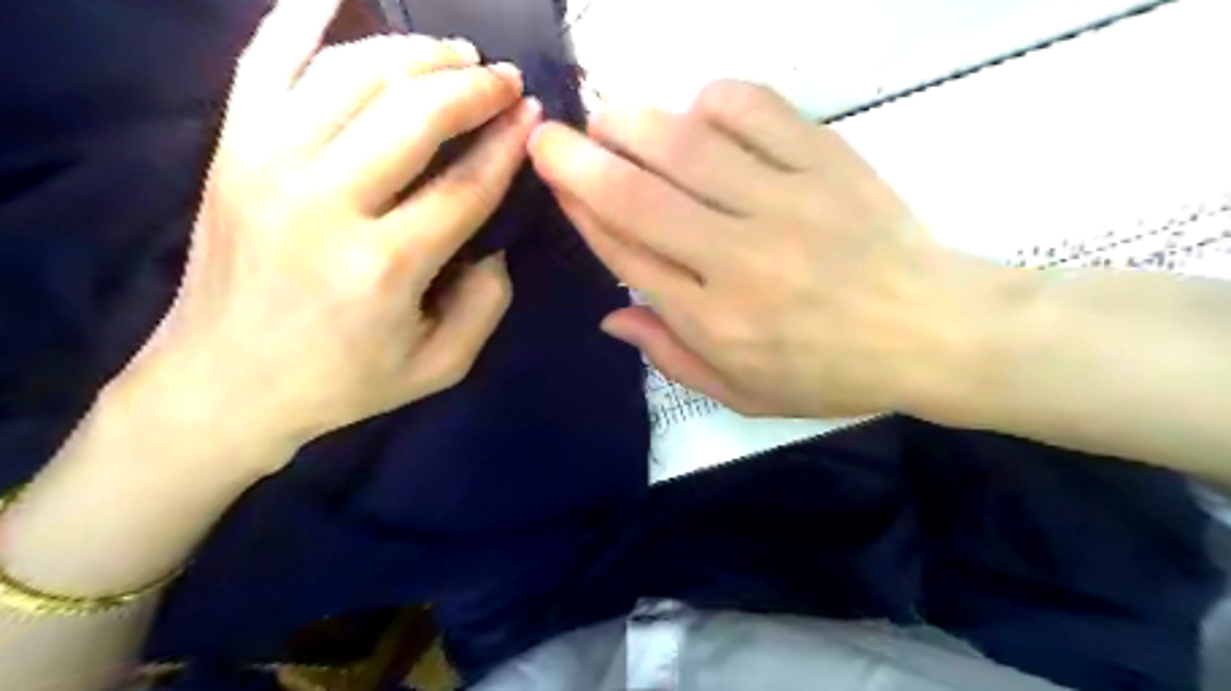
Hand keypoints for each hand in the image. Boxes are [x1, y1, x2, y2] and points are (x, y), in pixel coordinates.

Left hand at [121, 1, 539, 470]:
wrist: (223, 384)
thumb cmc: (343, 381)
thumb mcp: (440, 366)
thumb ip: (487, 304)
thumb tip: (495, 242)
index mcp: (386, 265)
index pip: (466, 184)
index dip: (508, 144)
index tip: (533, 115)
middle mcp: (327, 202)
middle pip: (414, 114)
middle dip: (472, 87)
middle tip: (504, 78)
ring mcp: (267, 165)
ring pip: (353, 75)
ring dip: (414, 51)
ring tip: (454, 53)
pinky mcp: (230, 150)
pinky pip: (263, 60)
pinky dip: (299, 16)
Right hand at [526, 79, 999, 415]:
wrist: (933, 330)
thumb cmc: (831, 372)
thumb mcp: (743, 392)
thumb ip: (671, 357)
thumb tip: (611, 318)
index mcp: (713, 320)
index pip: (625, 255)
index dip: (582, 214)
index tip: (556, 184)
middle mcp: (736, 258)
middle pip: (637, 195)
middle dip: (579, 160)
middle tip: (552, 137)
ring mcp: (783, 202)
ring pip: (684, 144)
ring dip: (632, 123)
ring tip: (610, 119)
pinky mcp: (824, 161)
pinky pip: (754, 109)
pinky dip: (712, 100)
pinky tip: (698, 111)